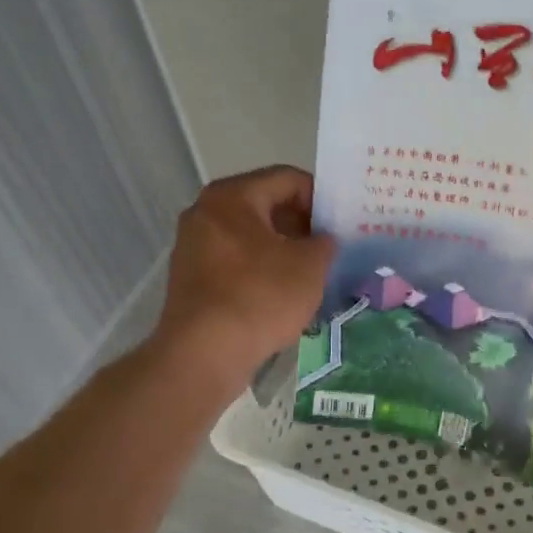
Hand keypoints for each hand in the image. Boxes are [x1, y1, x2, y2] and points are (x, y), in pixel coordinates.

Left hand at [151, 166, 334, 389]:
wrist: (204, 353)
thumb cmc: (261, 297)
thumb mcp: (310, 266)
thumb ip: (324, 243)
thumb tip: (322, 241)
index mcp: (232, 196)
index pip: (287, 179)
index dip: (321, 197)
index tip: (341, 223)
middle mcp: (205, 212)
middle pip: (265, 205)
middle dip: (301, 224)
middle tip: (330, 248)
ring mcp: (193, 246)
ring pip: (250, 235)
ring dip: (283, 249)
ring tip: (311, 273)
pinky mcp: (191, 278)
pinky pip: (235, 261)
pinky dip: (261, 269)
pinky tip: (283, 294)